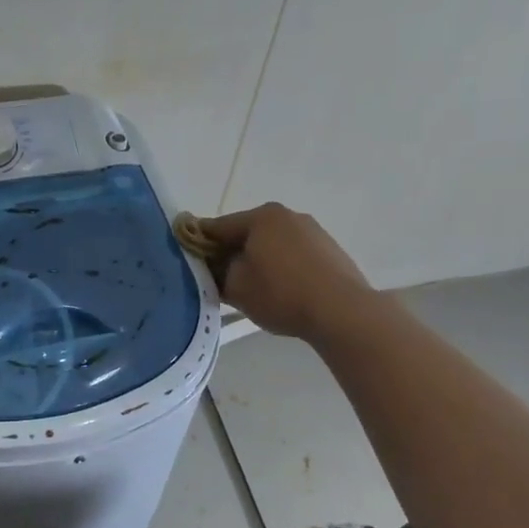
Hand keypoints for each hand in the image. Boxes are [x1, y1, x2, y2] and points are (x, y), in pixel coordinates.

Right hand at [194, 204, 375, 342]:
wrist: (342, 312)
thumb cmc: (281, 294)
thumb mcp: (236, 287)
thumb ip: (216, 273)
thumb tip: (211, 267)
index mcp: (261, 217)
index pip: (218, 226)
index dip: (199, 242)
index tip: (187, 257)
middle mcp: (287, 215)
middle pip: (246, 233)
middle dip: (230, 253)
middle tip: (217, 278)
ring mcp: (313, 231)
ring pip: (272, 244)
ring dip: (257, 260)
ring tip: (250, 288)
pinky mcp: (330, 251)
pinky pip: (293, 255)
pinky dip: (281, 268)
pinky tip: (280, 291)